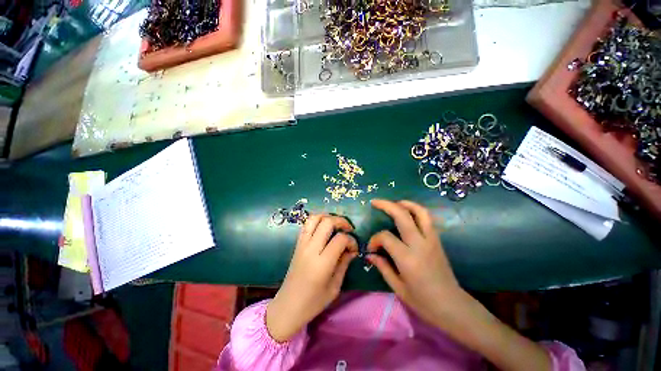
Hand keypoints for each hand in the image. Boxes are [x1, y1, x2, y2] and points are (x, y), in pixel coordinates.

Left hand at [266, 214, 357, 341]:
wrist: (288, 306)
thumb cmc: (313, 302)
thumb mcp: (335, 287)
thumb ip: (344, 264)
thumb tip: (352, 249)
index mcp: (322, 263)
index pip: (340, 239)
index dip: (351, 240)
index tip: (354, 248)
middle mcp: (310, 249)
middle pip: (327, 222)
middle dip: (341, 221)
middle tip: (349, 229)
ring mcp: (302, 244)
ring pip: (314, 218)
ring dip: (328, 217)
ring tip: (336, 225)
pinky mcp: (297, 244)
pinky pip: (307, 225)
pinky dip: (317, 220)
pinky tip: (324, 228)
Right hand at [367, 200, 551, 370]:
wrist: (453, 306)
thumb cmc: (423, 302)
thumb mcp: (398, 288)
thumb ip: (383, 267)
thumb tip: (370, 254)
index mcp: (407, 258)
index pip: (386, 237)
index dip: (375, 239)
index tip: (371, 248)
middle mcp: (420, 244)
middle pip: (402, 215)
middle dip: (386, 205)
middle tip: (374, 202)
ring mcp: (431, 240)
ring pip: (419, 212)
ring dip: (405, 203)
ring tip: (393, 203)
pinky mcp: (438, 240)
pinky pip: (427, 219)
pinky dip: (416, 210)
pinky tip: (407, 213)